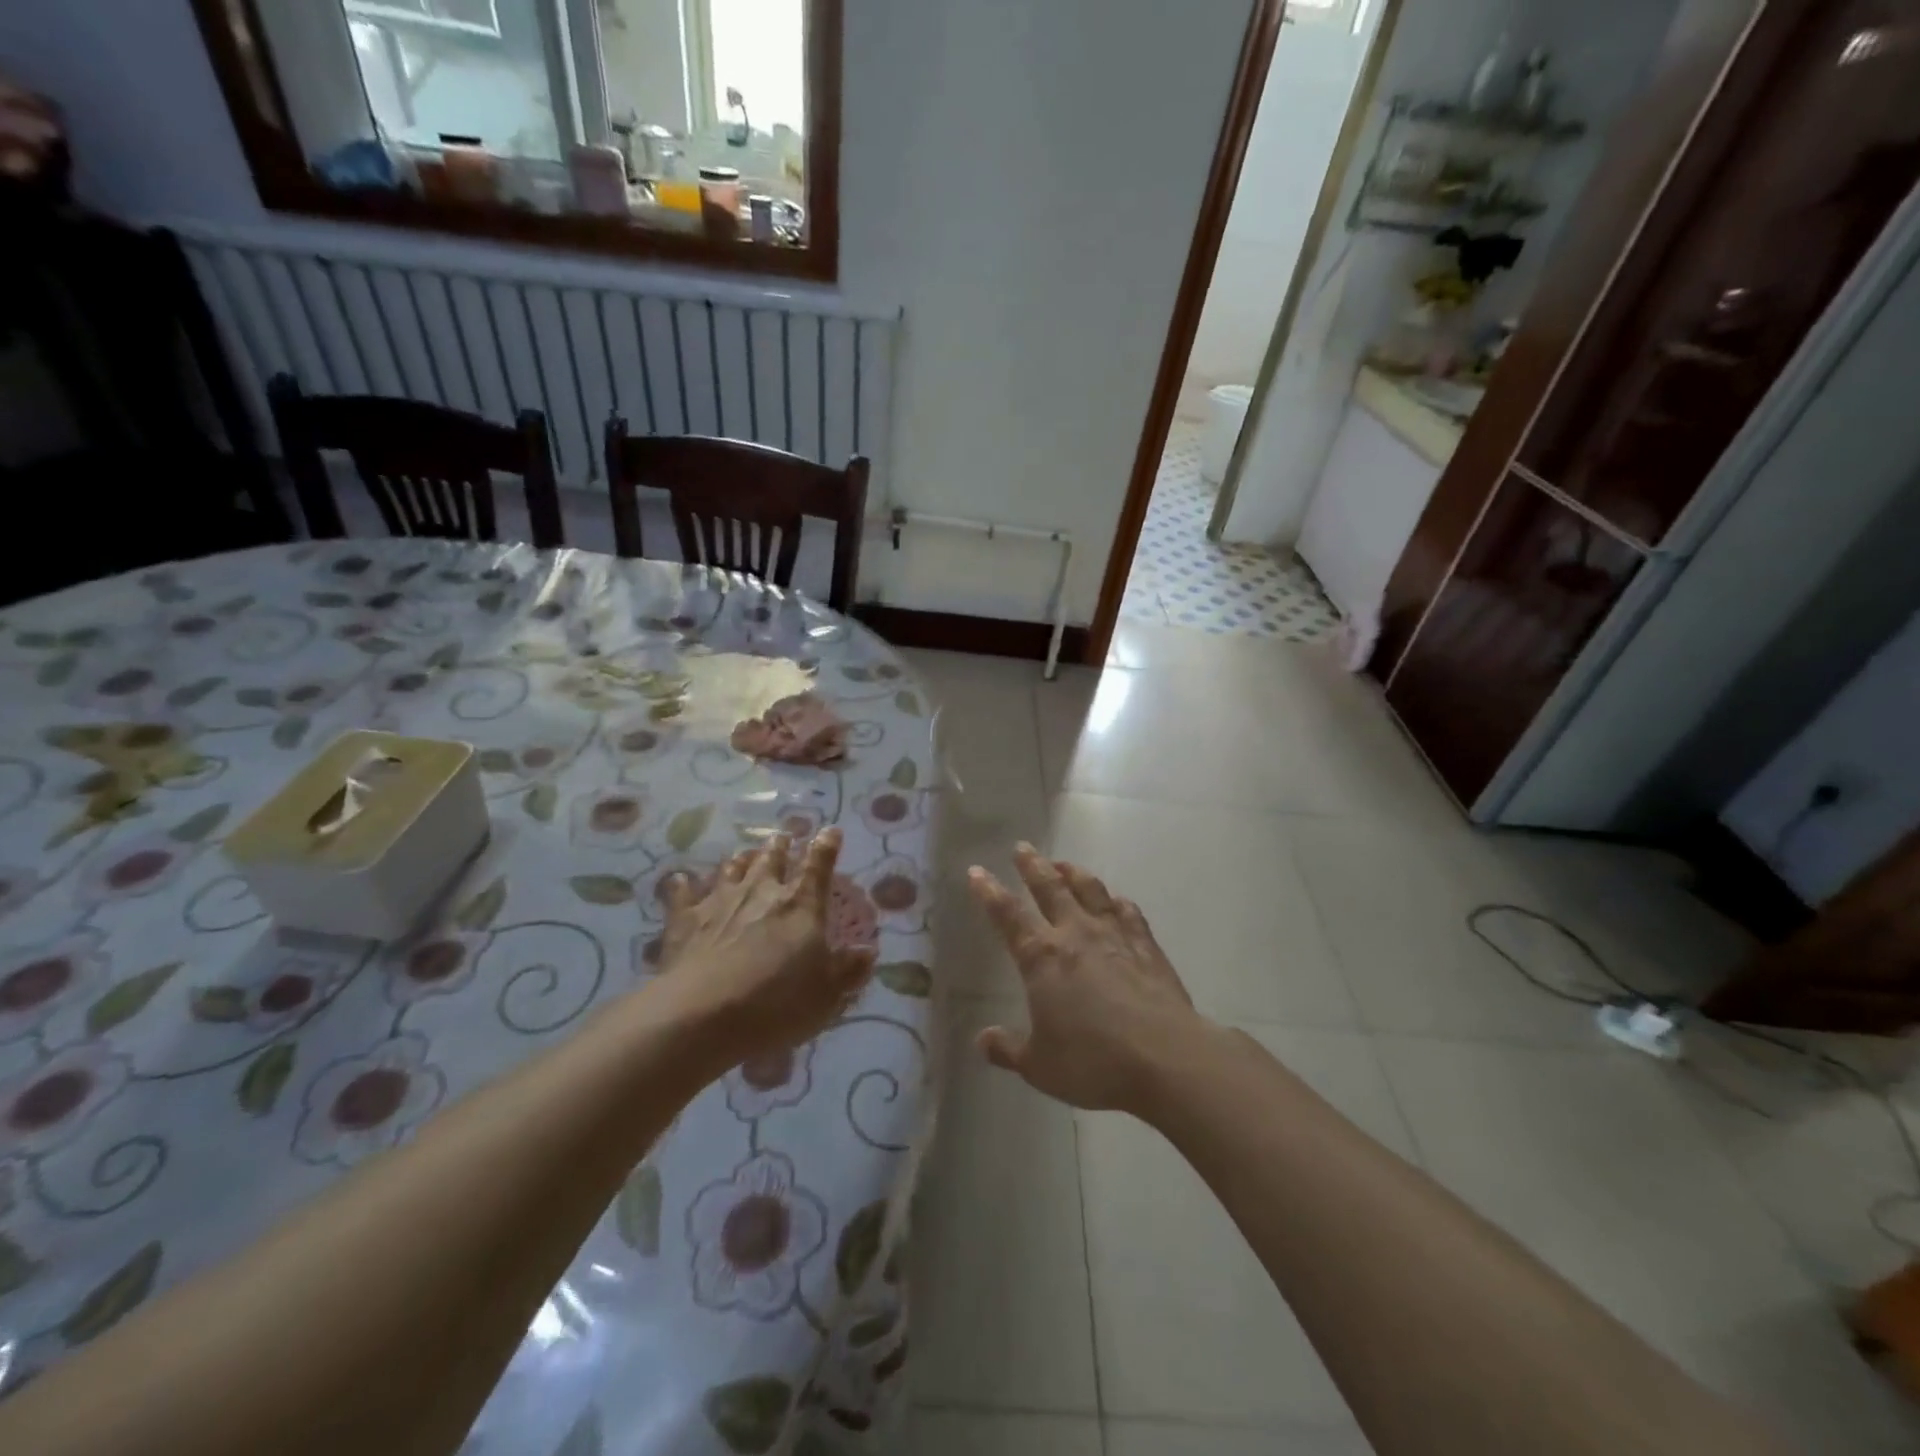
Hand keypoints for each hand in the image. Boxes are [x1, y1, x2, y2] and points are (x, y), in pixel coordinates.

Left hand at [658, 828, 875, 1063]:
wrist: (702, 1015)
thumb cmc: (776, 1003)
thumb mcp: (827, 994)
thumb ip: (849, 970)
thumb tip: (868, 952)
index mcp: (801, 904)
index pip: (819, 864)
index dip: (827, 845)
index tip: (831, 831)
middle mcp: (762, 891)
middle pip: (772, 858)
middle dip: (780, 845)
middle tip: (783, 837)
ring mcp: (720, 901)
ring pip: (732, 868)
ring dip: (741, 860)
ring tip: (745, 855)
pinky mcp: (684, 919)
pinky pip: (683, 892)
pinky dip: (684, 885)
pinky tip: (681, 880)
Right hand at [968, 844, 1210, 1114]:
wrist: (1164, 1056)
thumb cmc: (1093, 1061)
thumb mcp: (1040, 1066)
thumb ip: (1008, 1049)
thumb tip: (982, 1040)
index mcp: (1041, 957)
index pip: (1007, 915)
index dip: (989, 892)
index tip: (977, 871)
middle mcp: (1075, 933)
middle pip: (1049, 887)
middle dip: (1032, 865)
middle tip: (1022, 847)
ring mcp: (1114, 934)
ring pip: (1089, 889)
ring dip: (1073, 872)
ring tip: (1063, 863)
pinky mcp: (1146, 944)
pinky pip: (1127, 910)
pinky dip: (1115, 900)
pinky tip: (1115, 900)